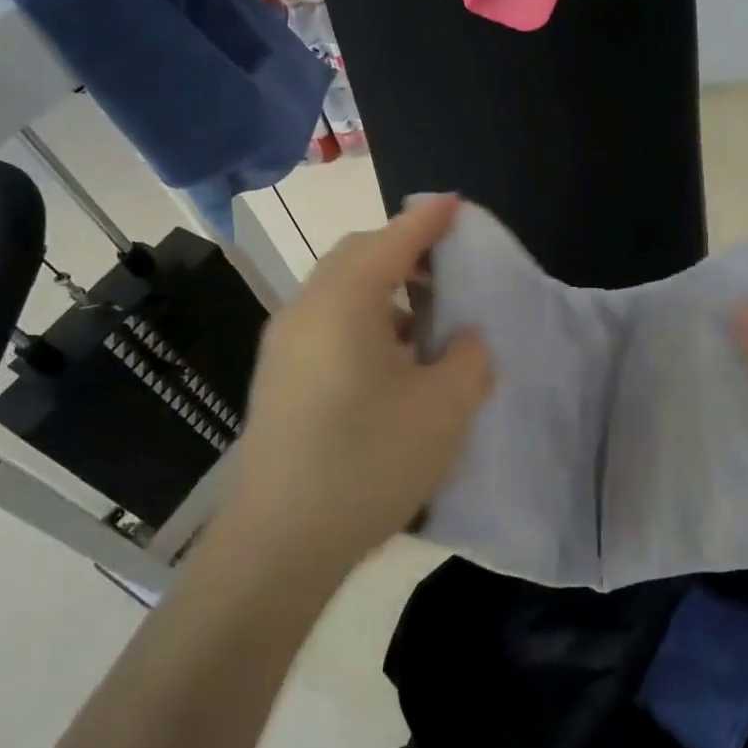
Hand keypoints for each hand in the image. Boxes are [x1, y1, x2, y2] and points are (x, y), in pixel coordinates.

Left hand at [231, 195, 493, 568]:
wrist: (279, 543)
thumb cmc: (369, 462)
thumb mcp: (445, 408)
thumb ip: (468, 358)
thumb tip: (461, 341)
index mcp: (344, 303)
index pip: (392, 242)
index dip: (429, 221)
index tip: (456, 204)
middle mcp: (305, 311)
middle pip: (356, 258)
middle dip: (403, 251)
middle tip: (446, 268)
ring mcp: (284, 348)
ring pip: (339, 293)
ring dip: (383, 291)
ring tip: (424, 321)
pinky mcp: (279, 381)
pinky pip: (327, 326)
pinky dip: (364, 322)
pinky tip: (391, 364)